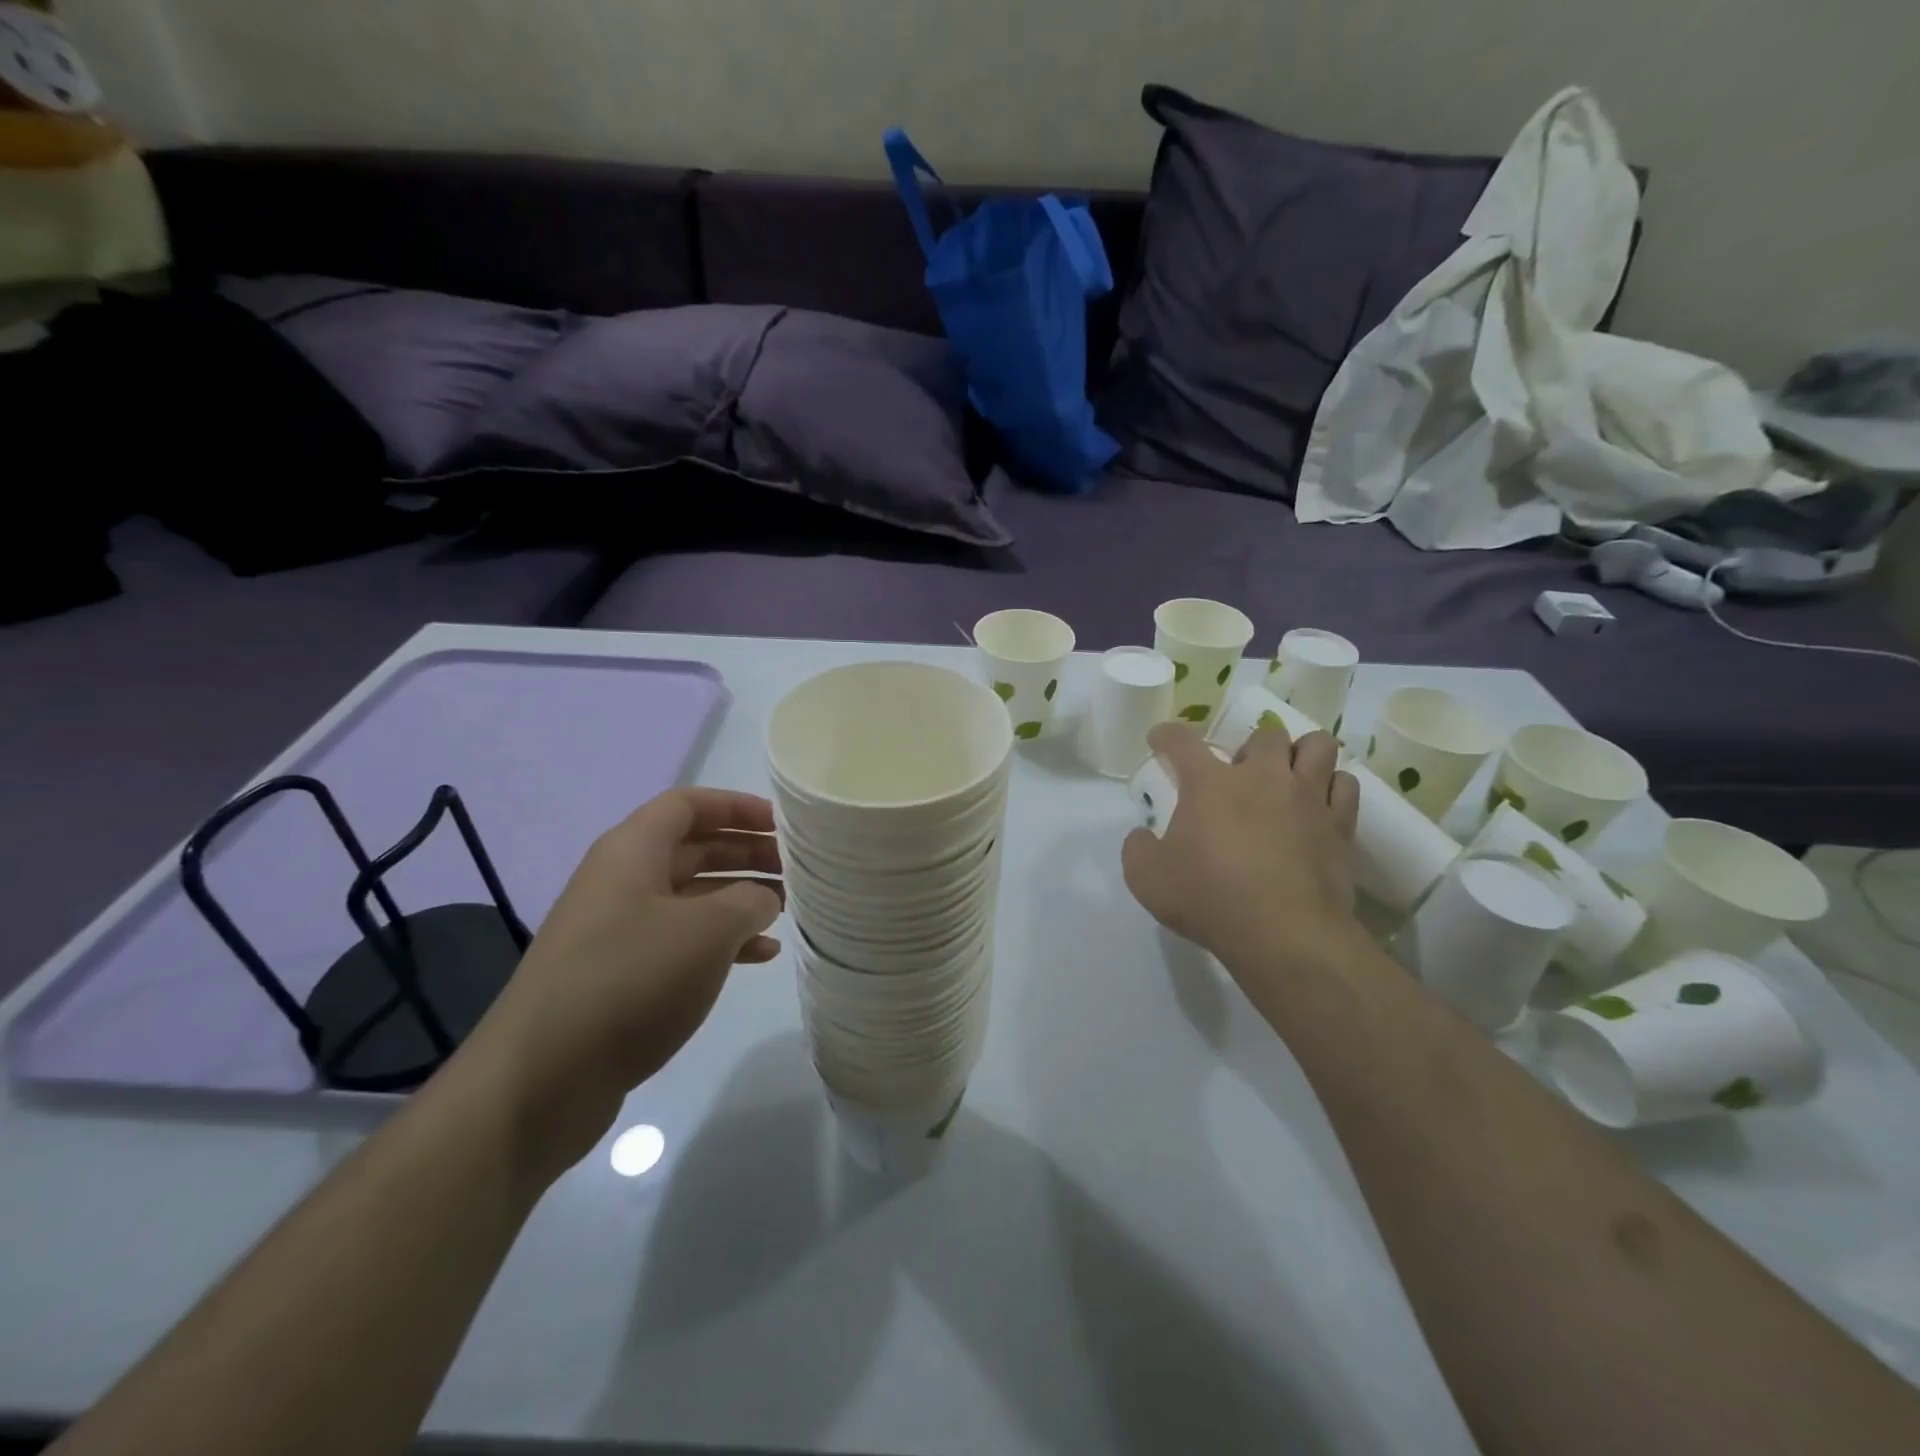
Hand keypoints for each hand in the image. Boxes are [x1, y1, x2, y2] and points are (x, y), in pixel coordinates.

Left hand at [465, 788, 783, 1166]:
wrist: (541, 1081)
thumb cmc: (630, 981)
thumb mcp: (707, 931)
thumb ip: (749, 900)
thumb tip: (763, 898)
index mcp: (632, 851)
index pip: (689, 804)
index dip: (738, 807)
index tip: (784, 823)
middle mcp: (622, 881)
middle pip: (693, 848)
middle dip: (746, 852)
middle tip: (795, 867)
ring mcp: (619, 929)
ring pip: (691, 896)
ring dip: (739, 897)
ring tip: (786, 909)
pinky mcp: (621, 975)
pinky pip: (681, 940)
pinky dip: (722, 941)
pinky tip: (761, 956)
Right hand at [1122, 720, 1361, 974]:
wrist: (1285, 935)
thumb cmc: (1210, 900)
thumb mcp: (1147, 879)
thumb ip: (1137, 849)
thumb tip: (1142, 836)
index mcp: (1210, 784)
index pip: (1183, 741)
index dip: (1167, 735)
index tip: (1160, 739)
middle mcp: (1262, 777)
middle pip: (1264, 735)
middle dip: (1250, 748)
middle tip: (1240, 776)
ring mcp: (1306, 797)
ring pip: (1317, 745)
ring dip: (1300, 754)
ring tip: (1289, 777)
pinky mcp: (1340, 825)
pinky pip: (1345, 784)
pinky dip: (1332, 786)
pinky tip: (1319, 804)